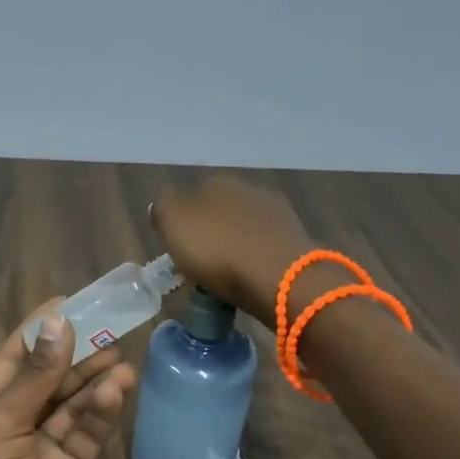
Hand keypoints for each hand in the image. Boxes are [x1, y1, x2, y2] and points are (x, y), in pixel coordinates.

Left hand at [0, 300, 137, 458]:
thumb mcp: (4, 428)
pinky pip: (87, 434)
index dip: (41, 328)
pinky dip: (103, 413)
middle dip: (78, 354)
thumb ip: (35, 379)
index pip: (16, 356)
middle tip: (113, 329)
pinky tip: (119, 392)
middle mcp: (15, 423)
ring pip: (74, 404)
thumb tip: (58, 324)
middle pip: (51, 378)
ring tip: (123, 361)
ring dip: (96, 382)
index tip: (71, 302)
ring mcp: (43, 449)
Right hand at [150, 176, 320, 322]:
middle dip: (211, 233)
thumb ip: (163, 208)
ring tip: (227, 275)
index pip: (190, 197)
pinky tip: (251, 277)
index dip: (182, 223)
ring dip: (235, 245)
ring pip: (245, 228)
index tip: (178, 250)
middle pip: (220, 211)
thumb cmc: (217, 249)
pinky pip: (264, 247)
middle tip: (201, 264)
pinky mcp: (296, 238)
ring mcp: (276, 211)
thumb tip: (164, 206)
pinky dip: (256, 259)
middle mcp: (248, 188)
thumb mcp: (172, 223)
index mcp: (214, 181)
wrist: (277, 275)